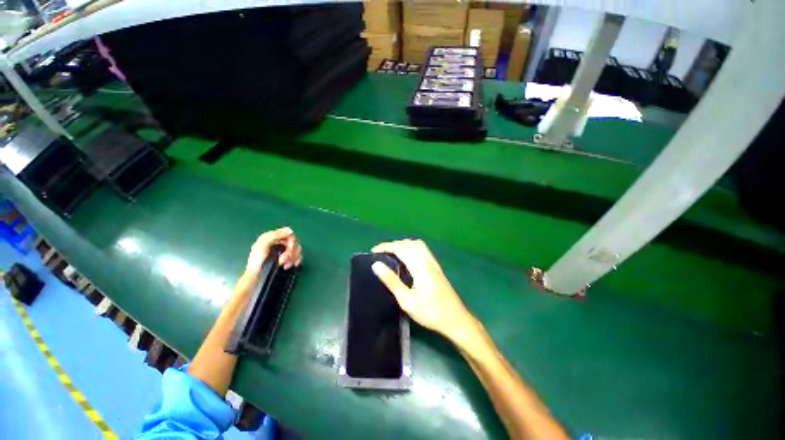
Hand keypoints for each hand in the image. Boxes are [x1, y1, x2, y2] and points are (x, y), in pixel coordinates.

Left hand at [245, 227, 301, 278]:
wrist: (255, 277)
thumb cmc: (256, 262)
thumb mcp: (262, 246)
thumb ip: (274, 236)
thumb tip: (290, 231)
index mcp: (272, 237)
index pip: (288, 232)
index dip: (291, 239)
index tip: (289, 247)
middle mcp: (279, 242)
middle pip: (294, 242)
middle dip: (291, 252)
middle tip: (283, 260)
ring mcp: (283, 250)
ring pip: (297, 249)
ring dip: (293, 257)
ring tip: (286, 265)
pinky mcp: (287, 257)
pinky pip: (298, 255)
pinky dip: (297, 259)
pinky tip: (293, 264)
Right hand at [371, 239, 479, 346]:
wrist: (455, 320)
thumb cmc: (430, 312)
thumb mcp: (406, 300)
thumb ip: (391, 281)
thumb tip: (376, 265)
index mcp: (420, 266)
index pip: (400, 247)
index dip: (386, 246)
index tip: (373, 251)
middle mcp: (427, 260)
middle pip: (409, 243)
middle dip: (393, 245)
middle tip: (381, 254)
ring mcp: (434, 263)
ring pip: (417, 245)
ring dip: (403, 245)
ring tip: (392, 254)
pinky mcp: (437, 267)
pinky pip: (423, 250)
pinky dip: (412, 248)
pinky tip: (407, 259)